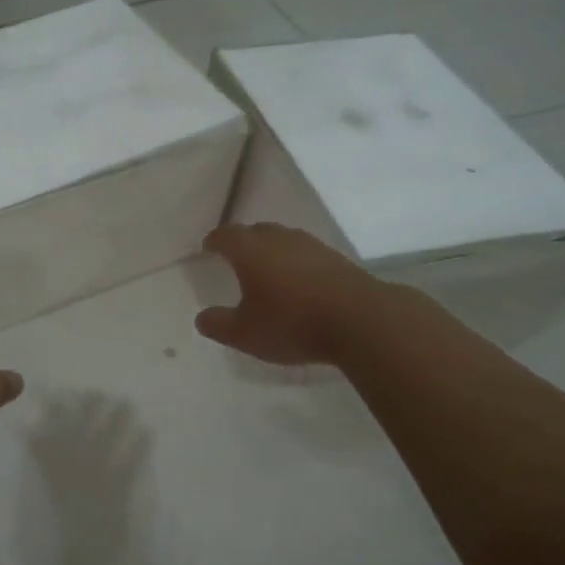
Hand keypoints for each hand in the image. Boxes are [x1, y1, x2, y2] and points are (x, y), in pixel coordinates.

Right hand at [194, 223, 376, 366]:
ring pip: (284, 240)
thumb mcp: (245, 333)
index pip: (226, 235)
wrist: (362, 321)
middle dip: (242, 241)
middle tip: (234, 258)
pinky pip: (306, 254)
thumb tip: (202, 317)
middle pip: (256, 231)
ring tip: (266, 270)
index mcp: (251, 251)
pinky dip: (295, 262)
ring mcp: (312, 246)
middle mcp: (280, 239)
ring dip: (271, 250)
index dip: (214, 241)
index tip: (207, 248)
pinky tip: (298, 282)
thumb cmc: (293, 323)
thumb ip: (218, 324)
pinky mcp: (337, 259)